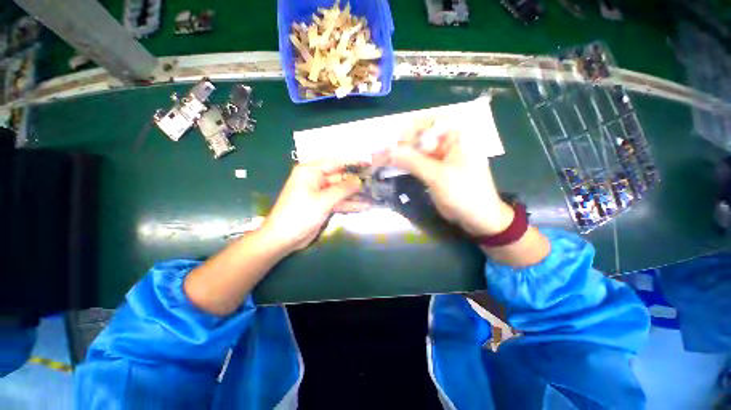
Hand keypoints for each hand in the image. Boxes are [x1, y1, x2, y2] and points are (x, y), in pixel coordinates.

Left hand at [260, 161, 365, 252]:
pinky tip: (364, 207)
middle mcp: (315, 179)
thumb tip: (359, 181)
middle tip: (375, 182)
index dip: (354, 162)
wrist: (283, 238)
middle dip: (356, 182)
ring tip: (373, 196)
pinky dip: (349, 204)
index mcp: (311, 171)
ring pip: (341, 191)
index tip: (370, 162)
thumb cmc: (300, 214)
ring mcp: (319, 193)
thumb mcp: (323, 201)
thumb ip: (343, 189)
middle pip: (340, 177)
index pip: (336, 163)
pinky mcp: (322, 204)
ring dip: (355, 195)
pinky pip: (338, 201)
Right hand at [387, 121, 514, 235]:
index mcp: (456, 137)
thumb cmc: (464, 193)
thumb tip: (389, 151)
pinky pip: (418, 163)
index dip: (411, 132)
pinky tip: (394, 167)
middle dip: (403, 145)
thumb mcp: (438, 176)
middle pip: (421, 137)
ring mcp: (440, 158)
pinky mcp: (434, 171)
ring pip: (417, 151)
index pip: (429, 123)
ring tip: (383, 160)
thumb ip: (413, 162)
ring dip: (402, 156)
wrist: (477, 218)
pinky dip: (406, 165)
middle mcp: (448, 143)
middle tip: (385, 155)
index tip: (396, 145)